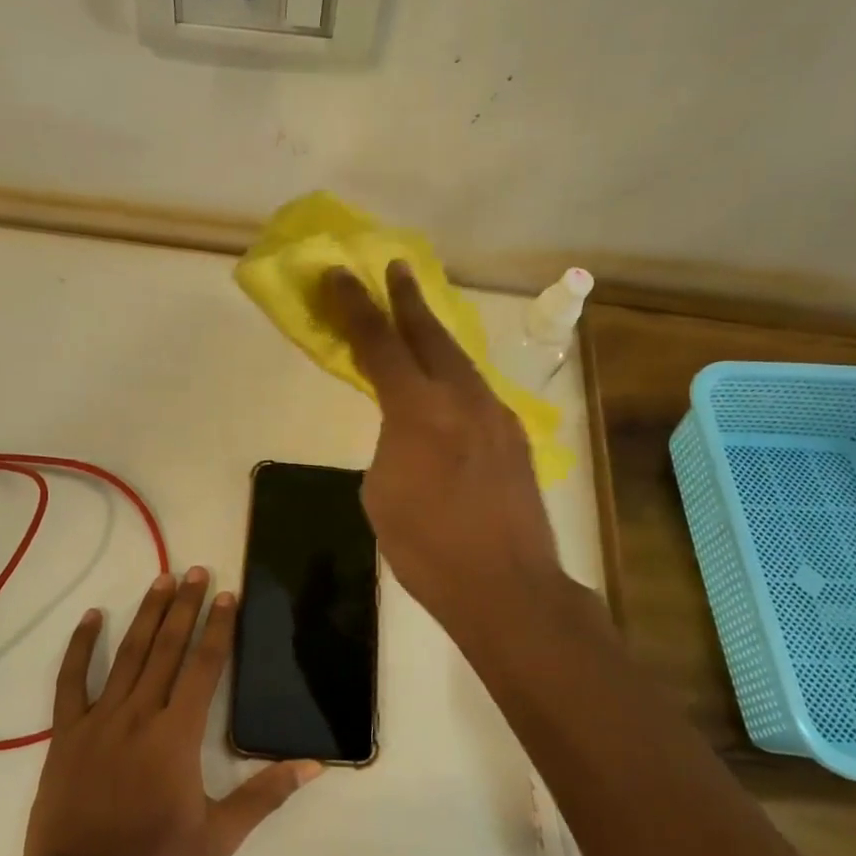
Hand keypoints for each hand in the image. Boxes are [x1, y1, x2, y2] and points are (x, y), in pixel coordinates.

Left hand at [23, 569, 321, 855]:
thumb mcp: (218, 837)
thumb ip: (264, 795)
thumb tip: (312, 765)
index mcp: (178, 734)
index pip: (203, 667)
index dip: (218, 628)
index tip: (226, 595)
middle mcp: (141, 714)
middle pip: (168, 648)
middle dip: (185, 606)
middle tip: (196, 570)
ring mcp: (100, 719)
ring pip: (128, 654)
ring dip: (147, 615)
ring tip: (161, 579)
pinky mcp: (68, 732)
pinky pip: (72, 681)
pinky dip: (82, 647)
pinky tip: (93, 617)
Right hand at [322, 262, 565, 643]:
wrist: (506, 587)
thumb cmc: (426, 548)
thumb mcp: (381, 492)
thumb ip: (389, 444)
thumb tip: (405, 430)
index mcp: (417, 411)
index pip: (379, 344)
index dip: (356, 307)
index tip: (340, 275)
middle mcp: (461, 399)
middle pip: (429, 335)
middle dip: (406, 299)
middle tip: (394, 268)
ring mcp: (495, 415)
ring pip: (459, 361)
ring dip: (434, 336)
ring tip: (418, 318)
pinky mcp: (515, 437)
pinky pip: (477, 391)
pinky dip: (455, 376)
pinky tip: (448, 385)